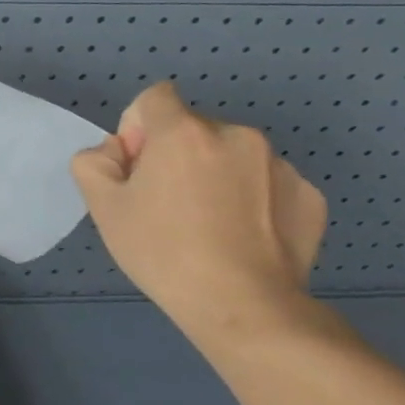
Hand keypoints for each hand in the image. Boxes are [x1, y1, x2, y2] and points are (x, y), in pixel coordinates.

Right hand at [70, 81, 326, 336]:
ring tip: (209, 224)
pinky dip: (251, 198)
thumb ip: (94, 161)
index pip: (154, 98)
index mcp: (184, 132)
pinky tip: (242, 236)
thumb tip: (118, 151)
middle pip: (193, 128)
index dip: (137, 128)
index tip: (138, 170)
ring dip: (215, 174)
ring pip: (231, 155)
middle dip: (176, 154)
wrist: (244, 306)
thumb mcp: (102, 206)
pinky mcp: (310, 195)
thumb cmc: (162, 251)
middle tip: (168, 205)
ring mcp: (280, 164)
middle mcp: (236, 135)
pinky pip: (266, 182)